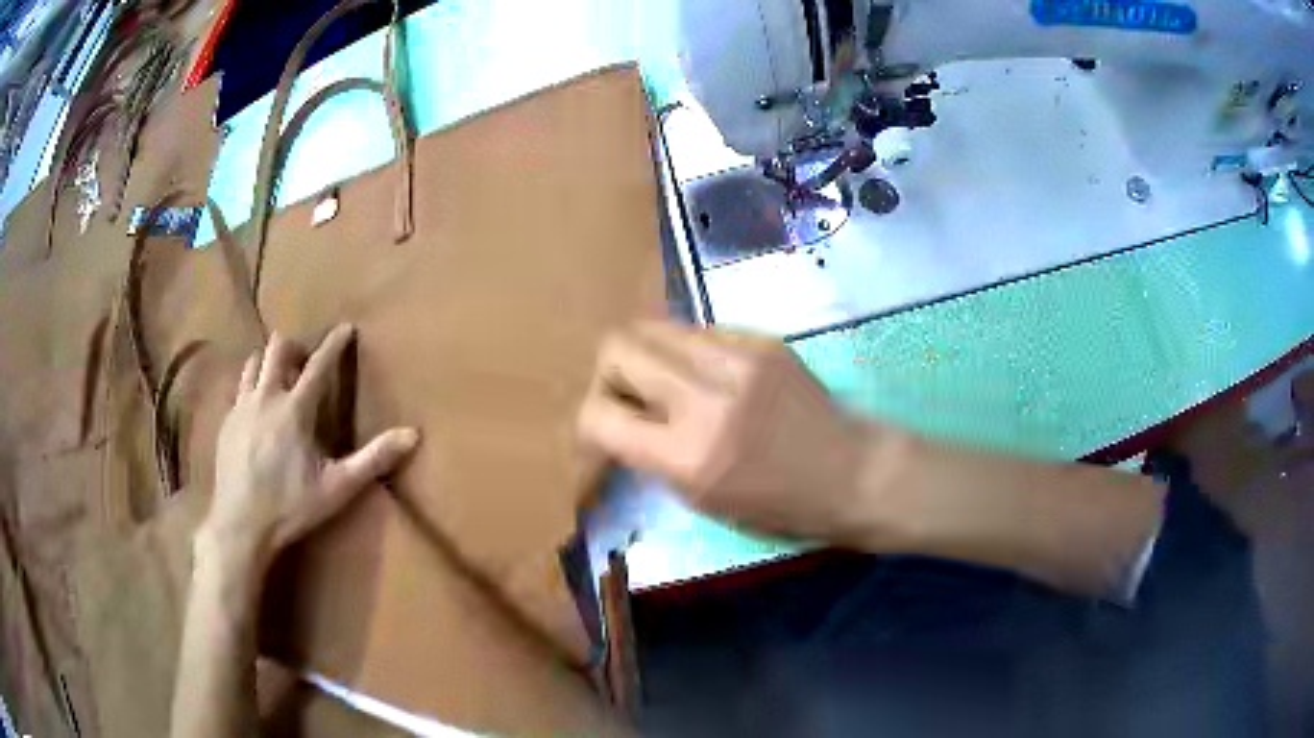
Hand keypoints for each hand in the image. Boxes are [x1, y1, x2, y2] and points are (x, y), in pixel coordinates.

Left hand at [203, 324, 418, 571]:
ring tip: (279, 377)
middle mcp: (266, 397)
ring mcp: (242, 407)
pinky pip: (239, 387)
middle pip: (278, 349)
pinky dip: (252, 385)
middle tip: (304, 360)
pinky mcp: (226, 421)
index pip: (319, 365)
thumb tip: (413, 434)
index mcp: (295, 409)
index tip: (345, 327)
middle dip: (294, 346)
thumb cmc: (291, 506)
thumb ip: (374, 459)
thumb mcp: (338, 487)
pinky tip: (257, 408)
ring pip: (254, 362)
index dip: (334, 344)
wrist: (240, 523)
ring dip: (269, 362)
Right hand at [576, 321, 878, 540]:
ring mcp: (738, 359)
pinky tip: (709, 379)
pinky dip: (687, 354)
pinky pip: (698, 332)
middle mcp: (706, 397)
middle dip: (608, 376)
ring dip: (647, 358)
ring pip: (654, 327)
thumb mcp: (702, 501)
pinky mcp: (762, 340)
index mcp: (687, 455)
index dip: (588, 424)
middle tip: (629, 401)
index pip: (598, 414)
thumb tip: (618, 420)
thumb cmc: (779, 507)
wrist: (853, 473)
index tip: (602, 435)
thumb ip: (651, 456)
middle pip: (617, 346)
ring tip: (667, 387)